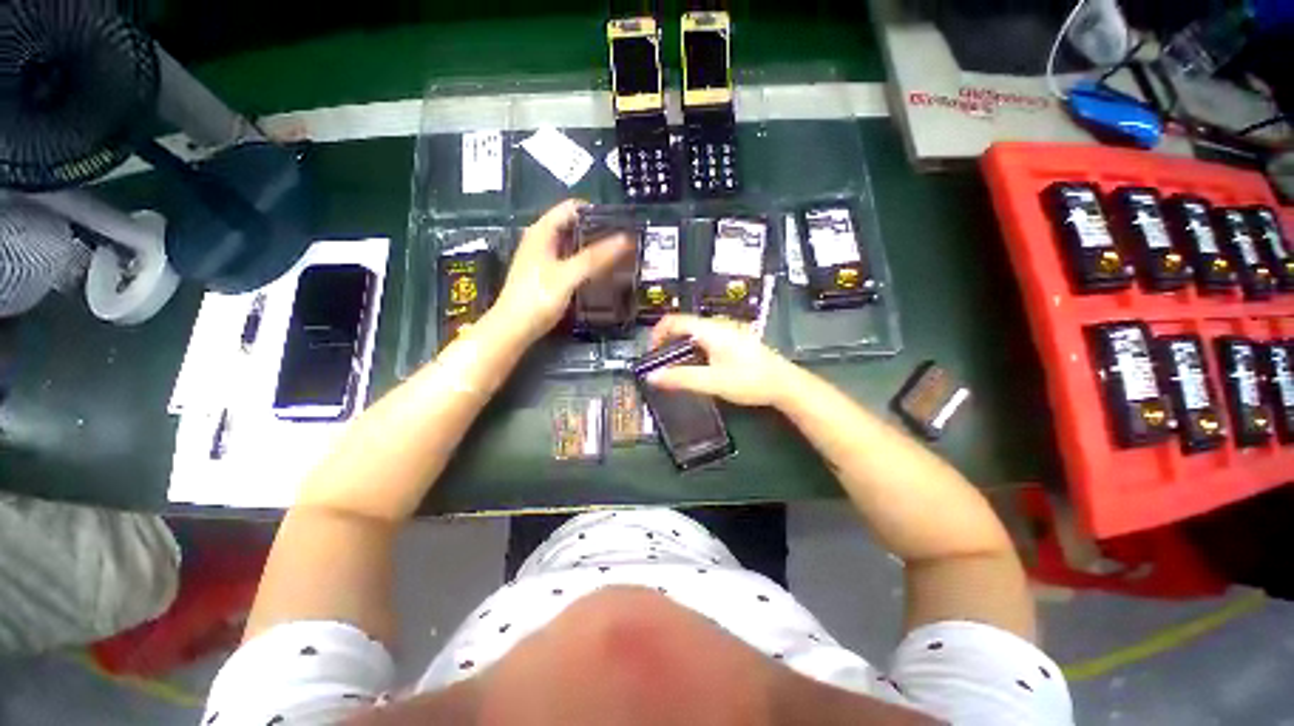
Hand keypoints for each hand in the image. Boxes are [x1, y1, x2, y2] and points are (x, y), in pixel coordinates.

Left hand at [488, 199, 633, 344]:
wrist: (514, 329)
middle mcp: (541, 239)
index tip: (620, 224)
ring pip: (572, 243)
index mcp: (542, 232)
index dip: (596, 211)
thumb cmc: (537, 299)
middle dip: (598, 230)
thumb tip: (625, 239)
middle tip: (623, 243)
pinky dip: (586, 261)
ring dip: (593, 247)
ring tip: (618, 256)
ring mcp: (543, 257)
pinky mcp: (546, 274)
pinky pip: (570, 259)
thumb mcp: (568, 276)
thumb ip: (595, 258)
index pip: (572, 207)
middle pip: (573, 225)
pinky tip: (600, 272)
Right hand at [645, 314, 799, 407]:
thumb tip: (653, 376)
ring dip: (680, 347)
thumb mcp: (712, 382)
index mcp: (711, 329)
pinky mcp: (733, 340)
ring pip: (694, 333)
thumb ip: (681, 378)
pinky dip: (693, 350)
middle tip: (661, 364)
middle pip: (683, 325)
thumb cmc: (750, 380)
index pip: (674, 320)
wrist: (784, 384)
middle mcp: (718, 325)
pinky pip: (705, 339)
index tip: (651, 353)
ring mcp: (727, 331)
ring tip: (676, 368)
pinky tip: (697, 367)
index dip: (657, 333)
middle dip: (668, 342)